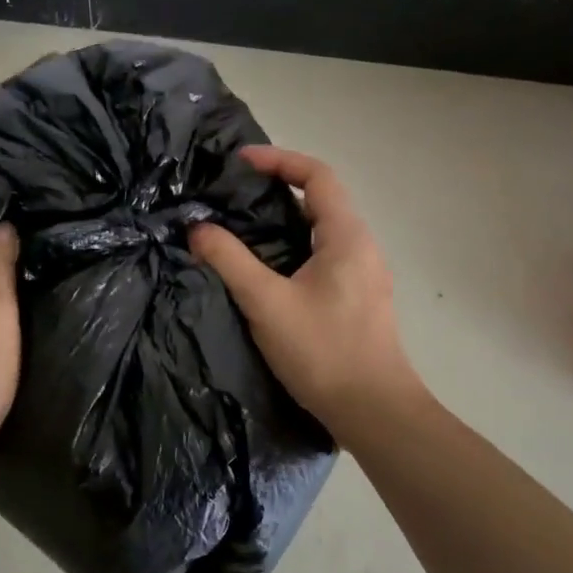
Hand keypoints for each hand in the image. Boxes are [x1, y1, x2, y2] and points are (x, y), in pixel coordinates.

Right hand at [190, 147, 421, 436]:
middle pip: (321, 199)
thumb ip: (230, 261)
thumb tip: (198, 228)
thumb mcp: (267, 303)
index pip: (317, 176)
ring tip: (242, 227)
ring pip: (321, 231)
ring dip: (284, 220)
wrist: (373, 411)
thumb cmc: (323, 351)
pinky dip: (293, 247)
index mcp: (347, 236)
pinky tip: (267, 269)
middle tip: (233, 194)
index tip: (240, 162)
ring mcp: (364, 274)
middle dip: (277, 188)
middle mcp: (362, 246)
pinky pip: (324, 256)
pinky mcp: (358, 299)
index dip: (279, 160)